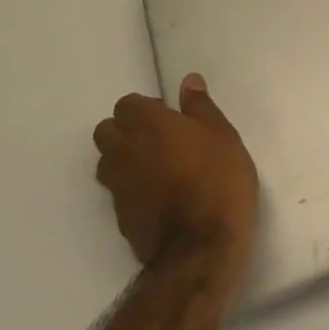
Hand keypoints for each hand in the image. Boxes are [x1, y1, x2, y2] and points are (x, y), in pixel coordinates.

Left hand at [93, 75, 259, 280]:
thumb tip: (188, 82)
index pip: (127, 104)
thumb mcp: (222, 135)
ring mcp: (118, 186)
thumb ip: (201, 107)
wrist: (201, 247)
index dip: (146, 108)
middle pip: (107, 130)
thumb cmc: (218, 180)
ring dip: (123, 159)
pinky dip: (130, 188)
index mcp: (149, 124)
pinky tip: (157, 196)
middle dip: (125, 130)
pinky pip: (117, 191)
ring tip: (155, 168)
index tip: (170, 118)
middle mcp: (125, 150)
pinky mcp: (119, 216)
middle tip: (159, 140)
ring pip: (106, 162)